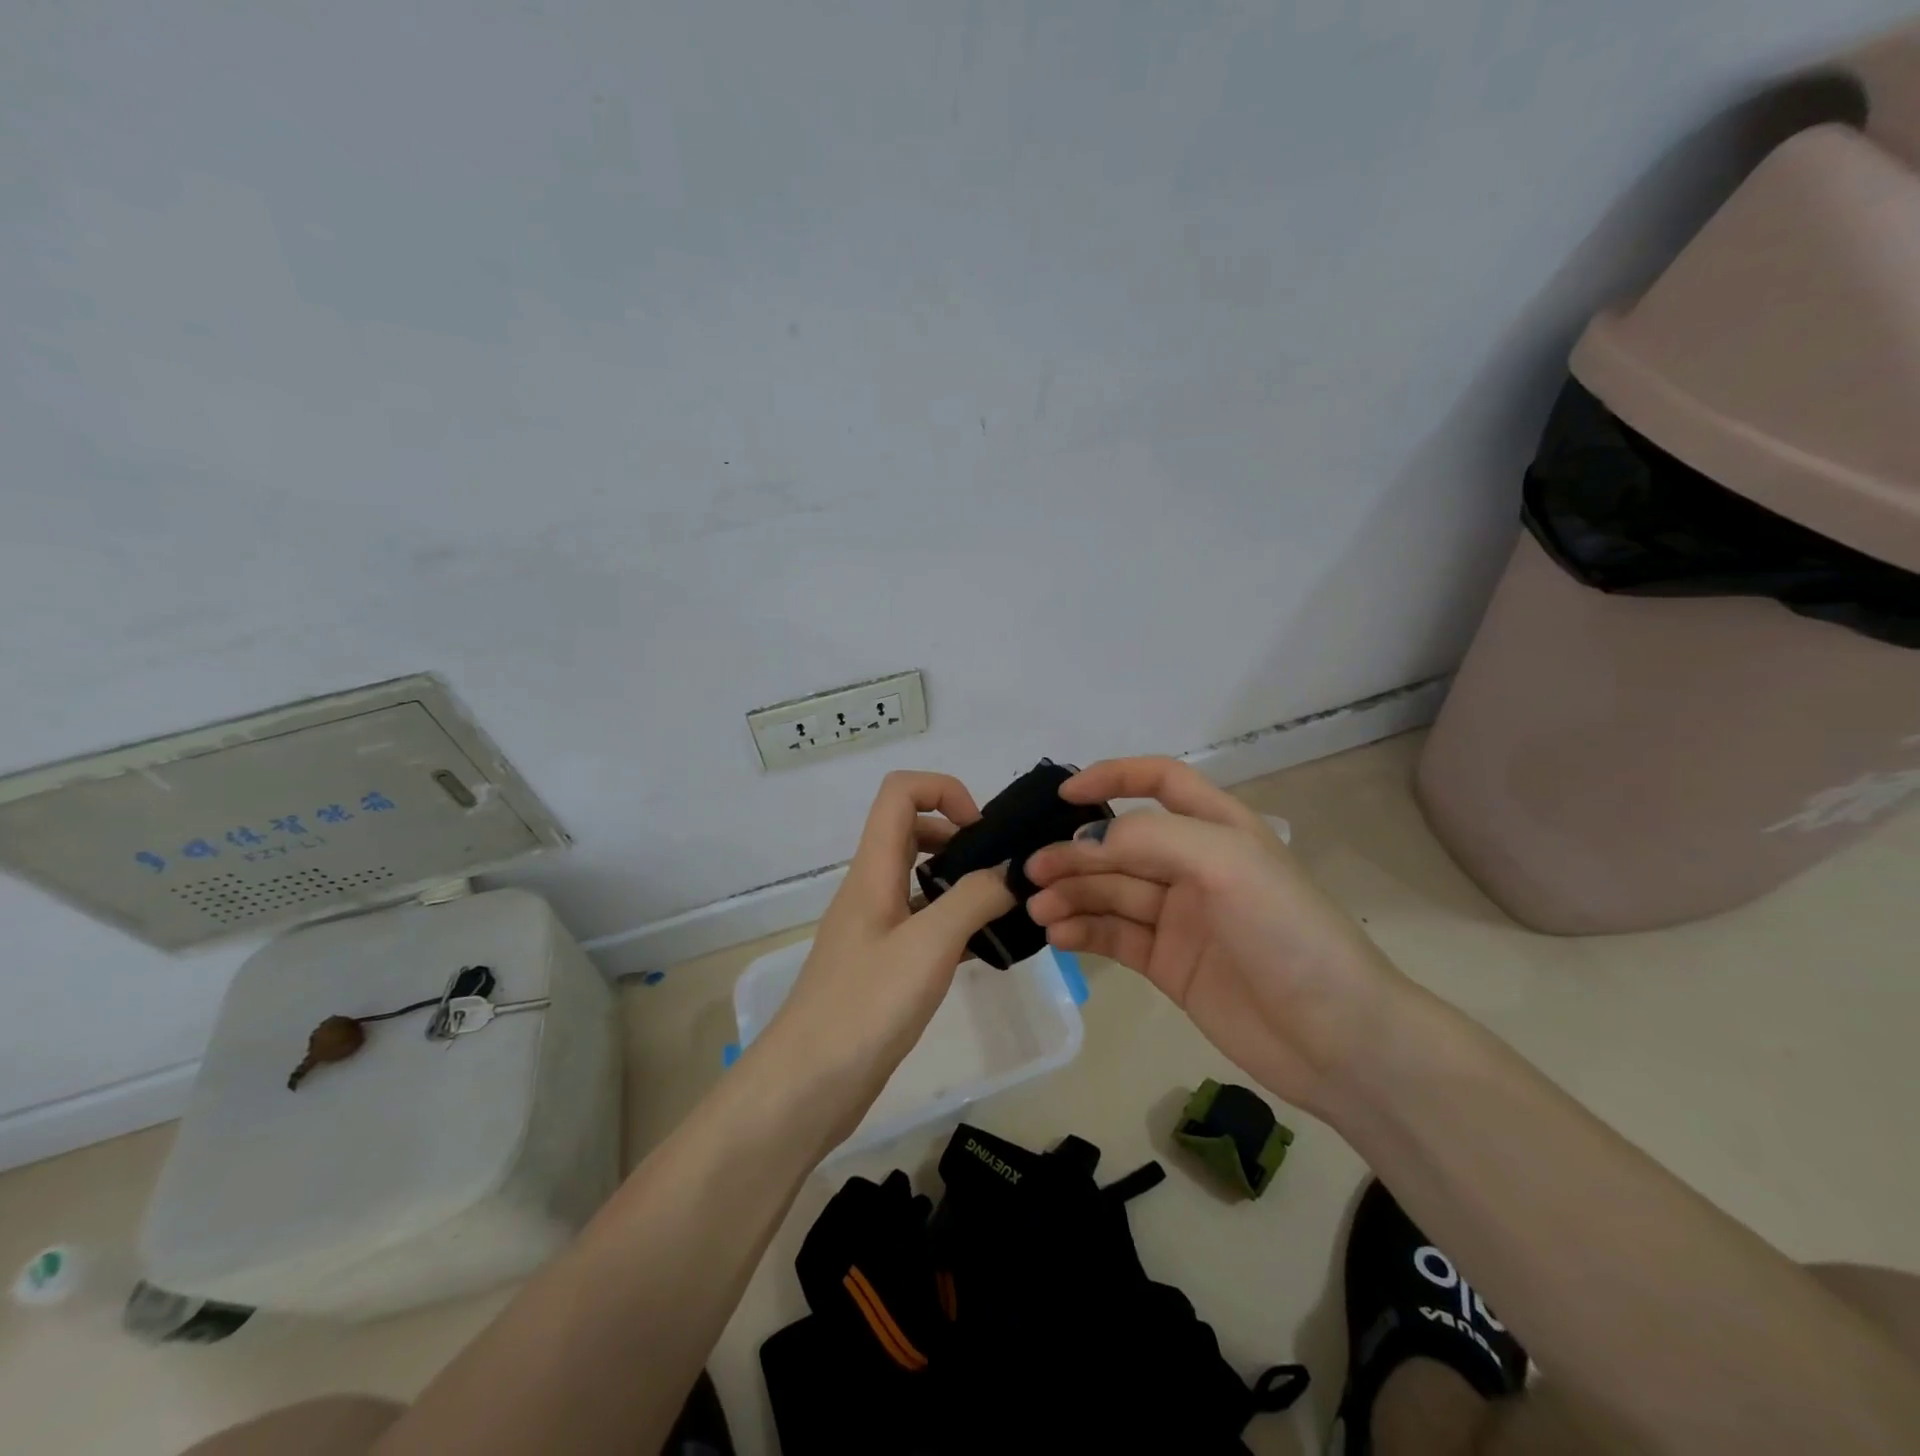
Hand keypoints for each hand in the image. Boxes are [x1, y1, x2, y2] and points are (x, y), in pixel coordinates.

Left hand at [756, 771, 1015, 1141]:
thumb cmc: (865, 1006)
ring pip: (919, 880)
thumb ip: (974, 900)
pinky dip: (954, 923)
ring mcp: (874, 929)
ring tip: (1002, 910)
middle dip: (959, 835)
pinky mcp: (881, 965)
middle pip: (911, 830)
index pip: (900, 792)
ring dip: (960, 881)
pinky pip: (922, 924)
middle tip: (1000, 871)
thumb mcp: (929, 946)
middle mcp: (870, 889)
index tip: (982, 832)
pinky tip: (984, 951)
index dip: (944, 791)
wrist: (807, 1086)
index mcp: (873, 870)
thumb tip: (1011, 870)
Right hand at [1023, 757, 1404, 1114]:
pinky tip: (1058, 935)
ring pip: (1111, 892)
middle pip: (1122, 844)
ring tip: (1038, 908)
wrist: (1338, 1039)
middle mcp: (1194, 866)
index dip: (1113, 777)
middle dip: (1076, 852)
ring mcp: (1179, 917)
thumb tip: (1085, 842)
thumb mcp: (1225, 863)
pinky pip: (1115, 936)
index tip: (1064, 795)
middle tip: (1032, 871)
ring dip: (1072, 894)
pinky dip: (1083, 931)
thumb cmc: (1288, 933)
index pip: (1160, 781)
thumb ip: (1151, 839)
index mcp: (1217, 828)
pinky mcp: (1168, 964)